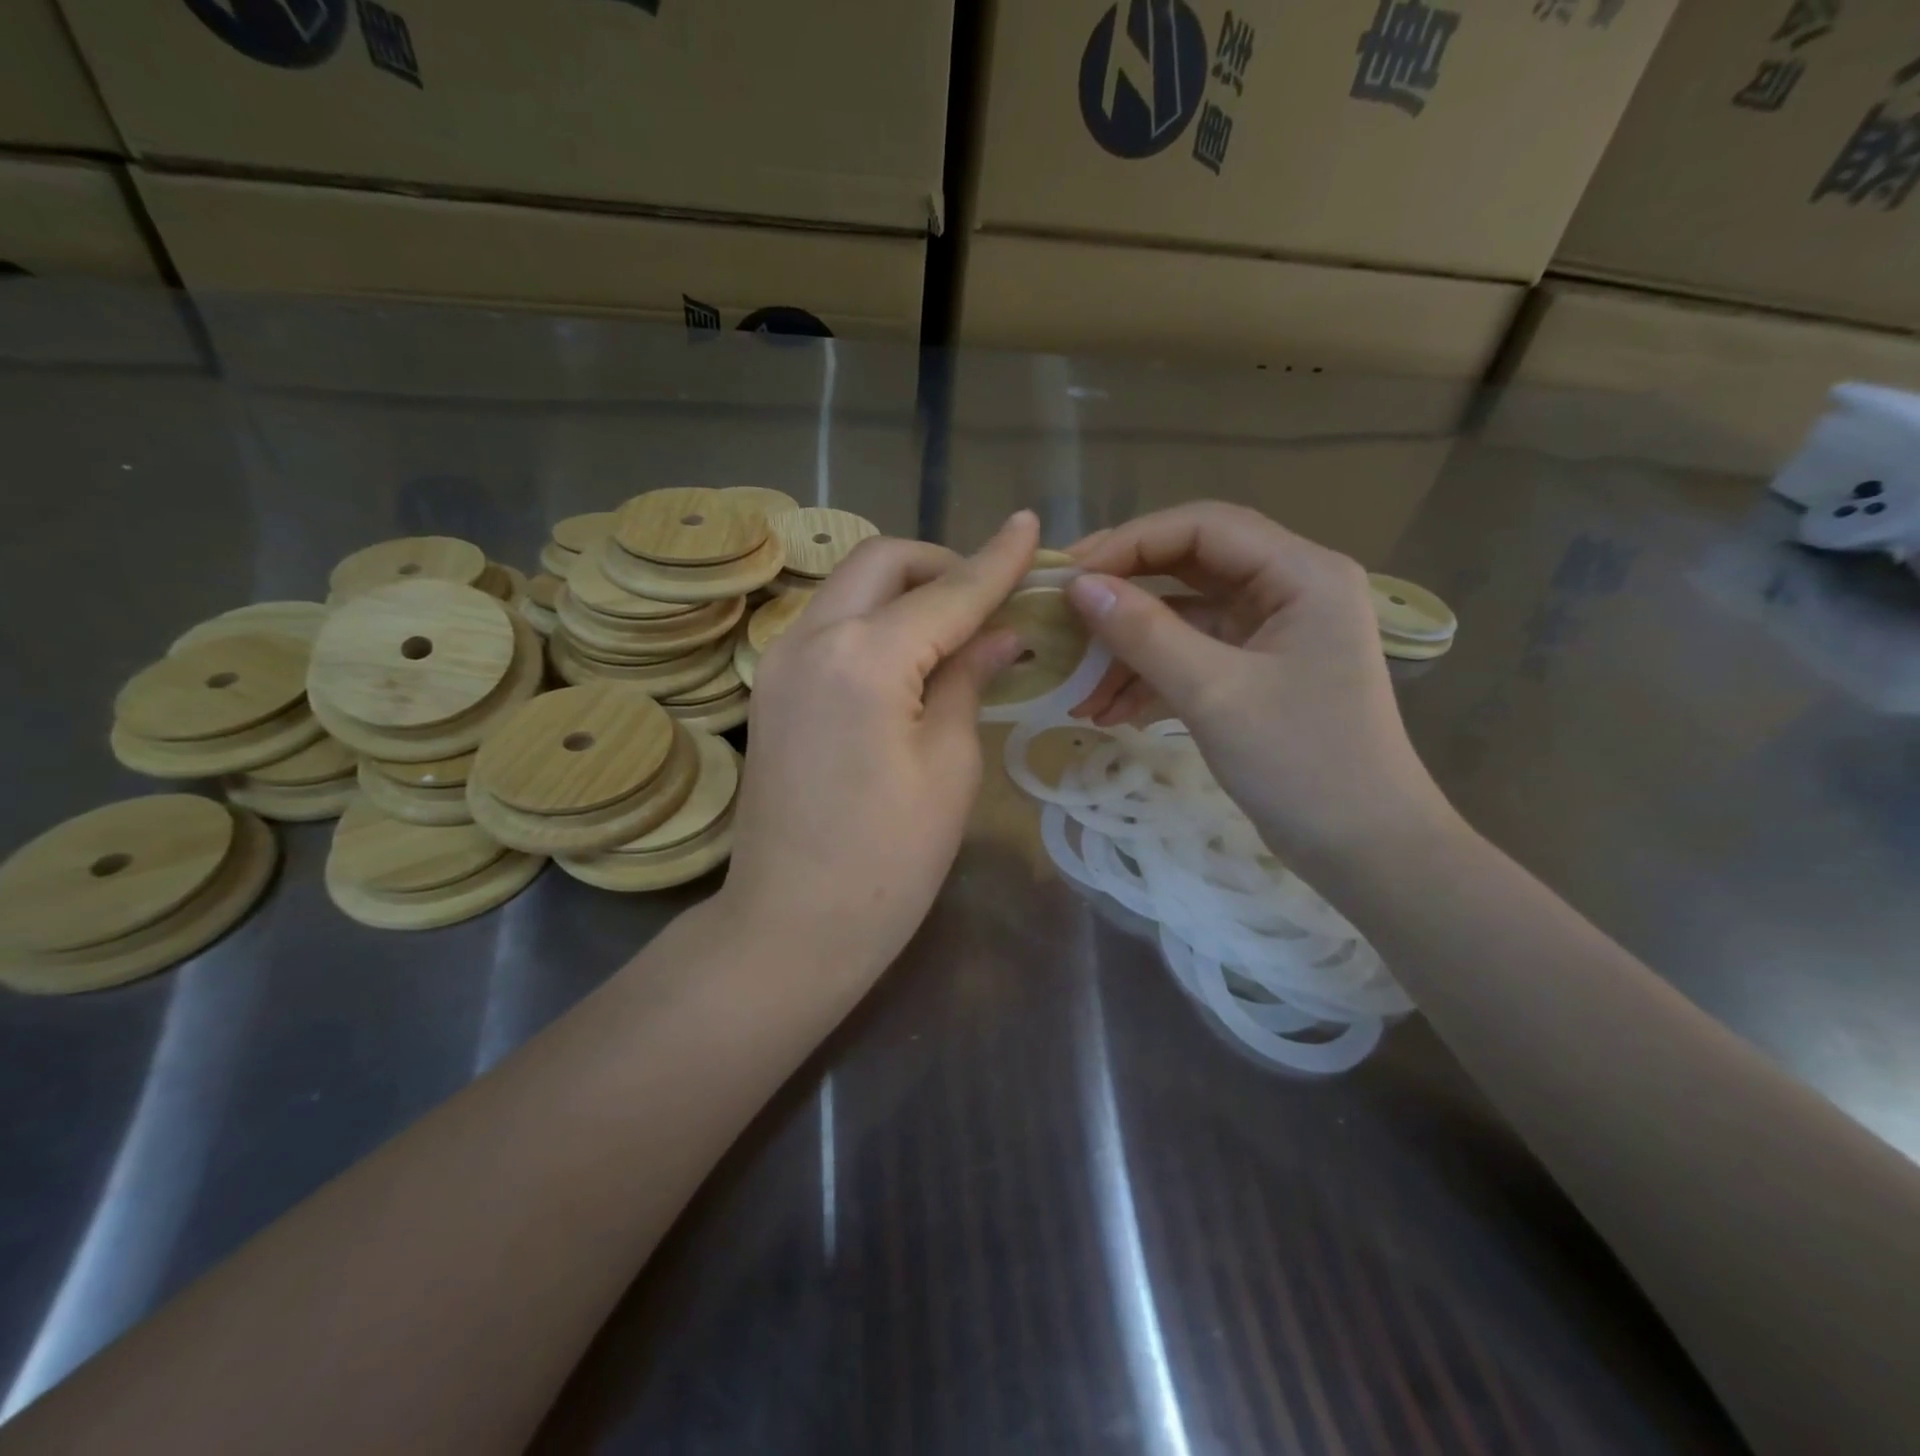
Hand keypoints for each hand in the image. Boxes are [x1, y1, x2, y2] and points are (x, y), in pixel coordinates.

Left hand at [718, 512, 1039, 976]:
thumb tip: (1000, 634)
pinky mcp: (771, 688)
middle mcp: (810, 639)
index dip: (996, 560)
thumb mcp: (949, 767)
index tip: (1032, 526)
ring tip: (955, 625)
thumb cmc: (889, 860)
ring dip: (903, 588)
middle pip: (880, 562)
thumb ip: (968, 680)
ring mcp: (780, 661)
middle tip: (989, 595)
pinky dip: (873, 620)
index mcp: (864, 658)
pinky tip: (908, 654)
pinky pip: (828, 625)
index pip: (946, 592)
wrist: (792, 924)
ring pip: (848, 588)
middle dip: (940, 562)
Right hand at [1065, 503, 1453, 870]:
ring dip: (1128, 649)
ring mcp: (1271, 634)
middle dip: (1122, 595)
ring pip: (1183, 618)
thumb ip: (1144, 633)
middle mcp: (1289, 589)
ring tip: (1077, 689)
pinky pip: (1191, 658)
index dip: (1129, 544)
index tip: (1069, 579)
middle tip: (1060, 615)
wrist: (1364, 850)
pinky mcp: (1255, 674)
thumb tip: (1077, 587)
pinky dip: (1149, 679)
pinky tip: (1107, 713)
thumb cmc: (1303, 764)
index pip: (1203, 527)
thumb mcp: (1214, 693)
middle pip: (1188, 567)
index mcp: (1301, 573)